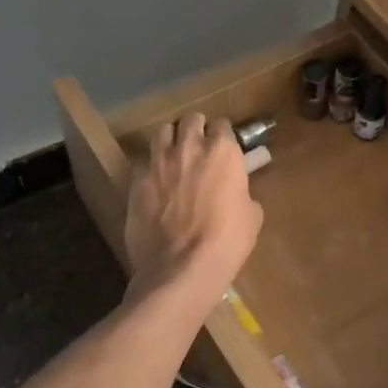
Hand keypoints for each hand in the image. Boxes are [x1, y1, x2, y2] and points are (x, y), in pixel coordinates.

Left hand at [123, 113, 262, 309]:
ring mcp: (158, 162)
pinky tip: (156, 187)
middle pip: (190, 119)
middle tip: (198, 147)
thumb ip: (242, 193)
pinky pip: (144, 164)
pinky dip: (152, 170)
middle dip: (195, 129)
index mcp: (222, 152)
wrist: (181, 268)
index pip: (222, 125)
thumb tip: (236, 193)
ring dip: (170, 140)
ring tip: (174, 156)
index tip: (224, 149)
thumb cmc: (227, 242)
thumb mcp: (252, 216)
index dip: (223, 137)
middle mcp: (189, 147)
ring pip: (162, 131)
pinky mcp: (136, 182)